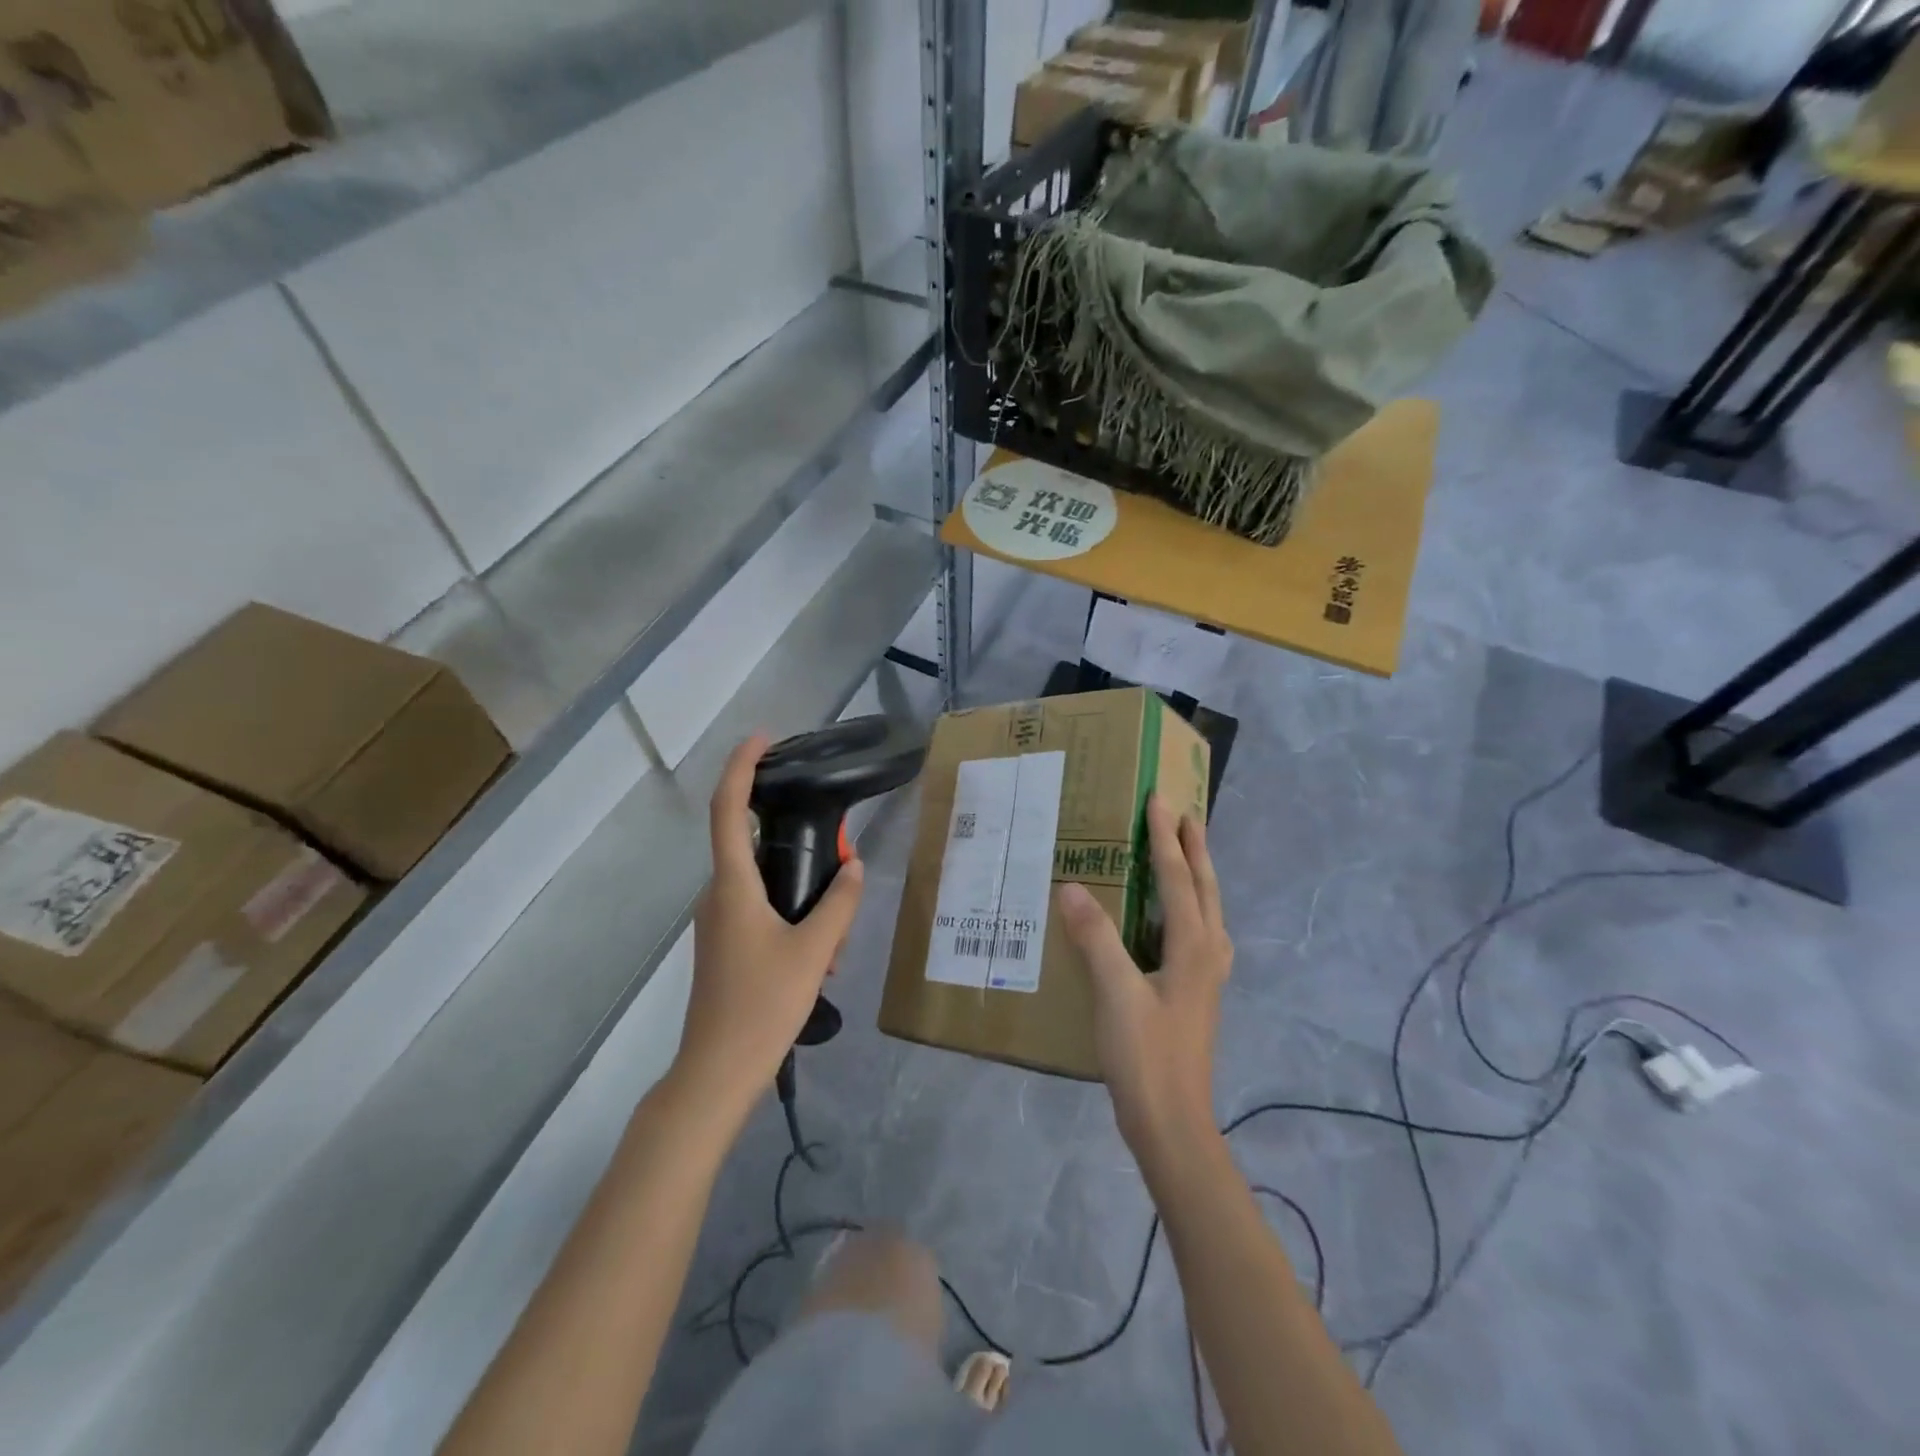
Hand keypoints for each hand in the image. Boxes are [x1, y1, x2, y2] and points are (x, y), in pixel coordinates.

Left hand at [673, 734, 865, 1119]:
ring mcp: (718, 921)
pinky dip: (791, 912)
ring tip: (838, 927)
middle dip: (795, 839)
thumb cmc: (762, 1005)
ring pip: (761, 882)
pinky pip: (759, 908)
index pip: (728, 809)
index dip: (740, 767)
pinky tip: (822, 951)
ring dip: (800, 887)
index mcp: (732, 885)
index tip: (762, 738)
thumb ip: (840, 904)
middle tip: (839, 854)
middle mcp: (718, 894)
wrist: (717, 1070)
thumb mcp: (815, 952)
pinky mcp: (724, 943)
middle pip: (751, 844)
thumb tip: (854, 867)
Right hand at [1055, 795, 1230, 1163]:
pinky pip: (1197, 931)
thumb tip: (1071, 886)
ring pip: (1206, 909)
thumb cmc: (1145, 1055)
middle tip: (1184, 814)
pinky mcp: (1197, 993)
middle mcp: (1209, 953)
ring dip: (1195, 875)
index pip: (1179, 877)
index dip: (1167, 837)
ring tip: (1183, 851)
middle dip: (1194, 848)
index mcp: (1194, 946)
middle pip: (1205, 888)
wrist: (1172, 1122)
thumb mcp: (1115, 993)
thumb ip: (1095, 938)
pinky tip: (1170, 917)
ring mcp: (1207, 975)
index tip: (1159, 799)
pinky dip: (1188, 905)